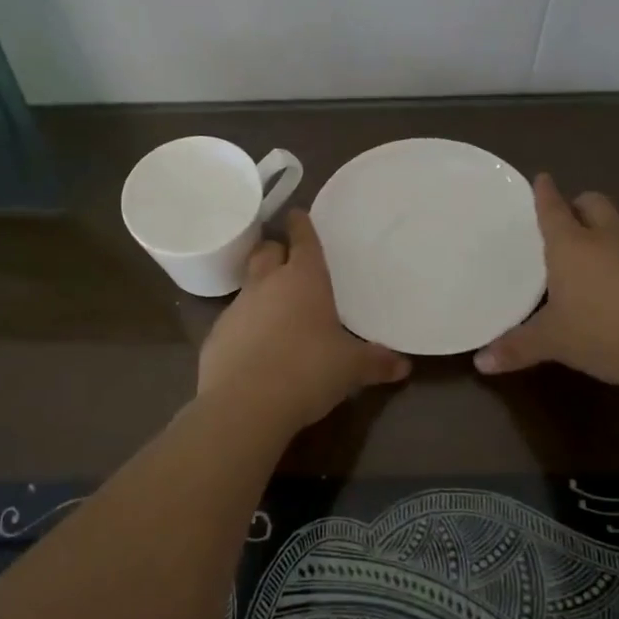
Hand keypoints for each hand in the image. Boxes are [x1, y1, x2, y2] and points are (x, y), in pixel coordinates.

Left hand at [198, 210, 411, 430]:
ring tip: (276, 309)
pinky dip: (245, 326)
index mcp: (304, 280)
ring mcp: (236, 308)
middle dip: (275, 250)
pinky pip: (234, 321)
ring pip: (248, 285)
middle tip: (286, 259)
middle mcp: (267, 285)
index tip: (297, 214)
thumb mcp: (350, 369)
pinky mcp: (216, 336)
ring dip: (260, 290)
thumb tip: (403, 366)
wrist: (244, 404)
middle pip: (265, 252)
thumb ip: (376, 362)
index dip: (301, 225)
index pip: (302, 240)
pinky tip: (256, 348)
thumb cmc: (307, 371)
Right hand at [473, 174, 618, 385]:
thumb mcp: (553, 342)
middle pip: (594, 203)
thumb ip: (517, 348)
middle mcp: (607, 238)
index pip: (554, 210)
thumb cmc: (601, 331)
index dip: (545, 193)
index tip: (543, 178)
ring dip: (611, 226)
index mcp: (571, 246)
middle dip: (581, 205)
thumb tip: (479, 362)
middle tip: (571, 218)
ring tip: (601, 244)